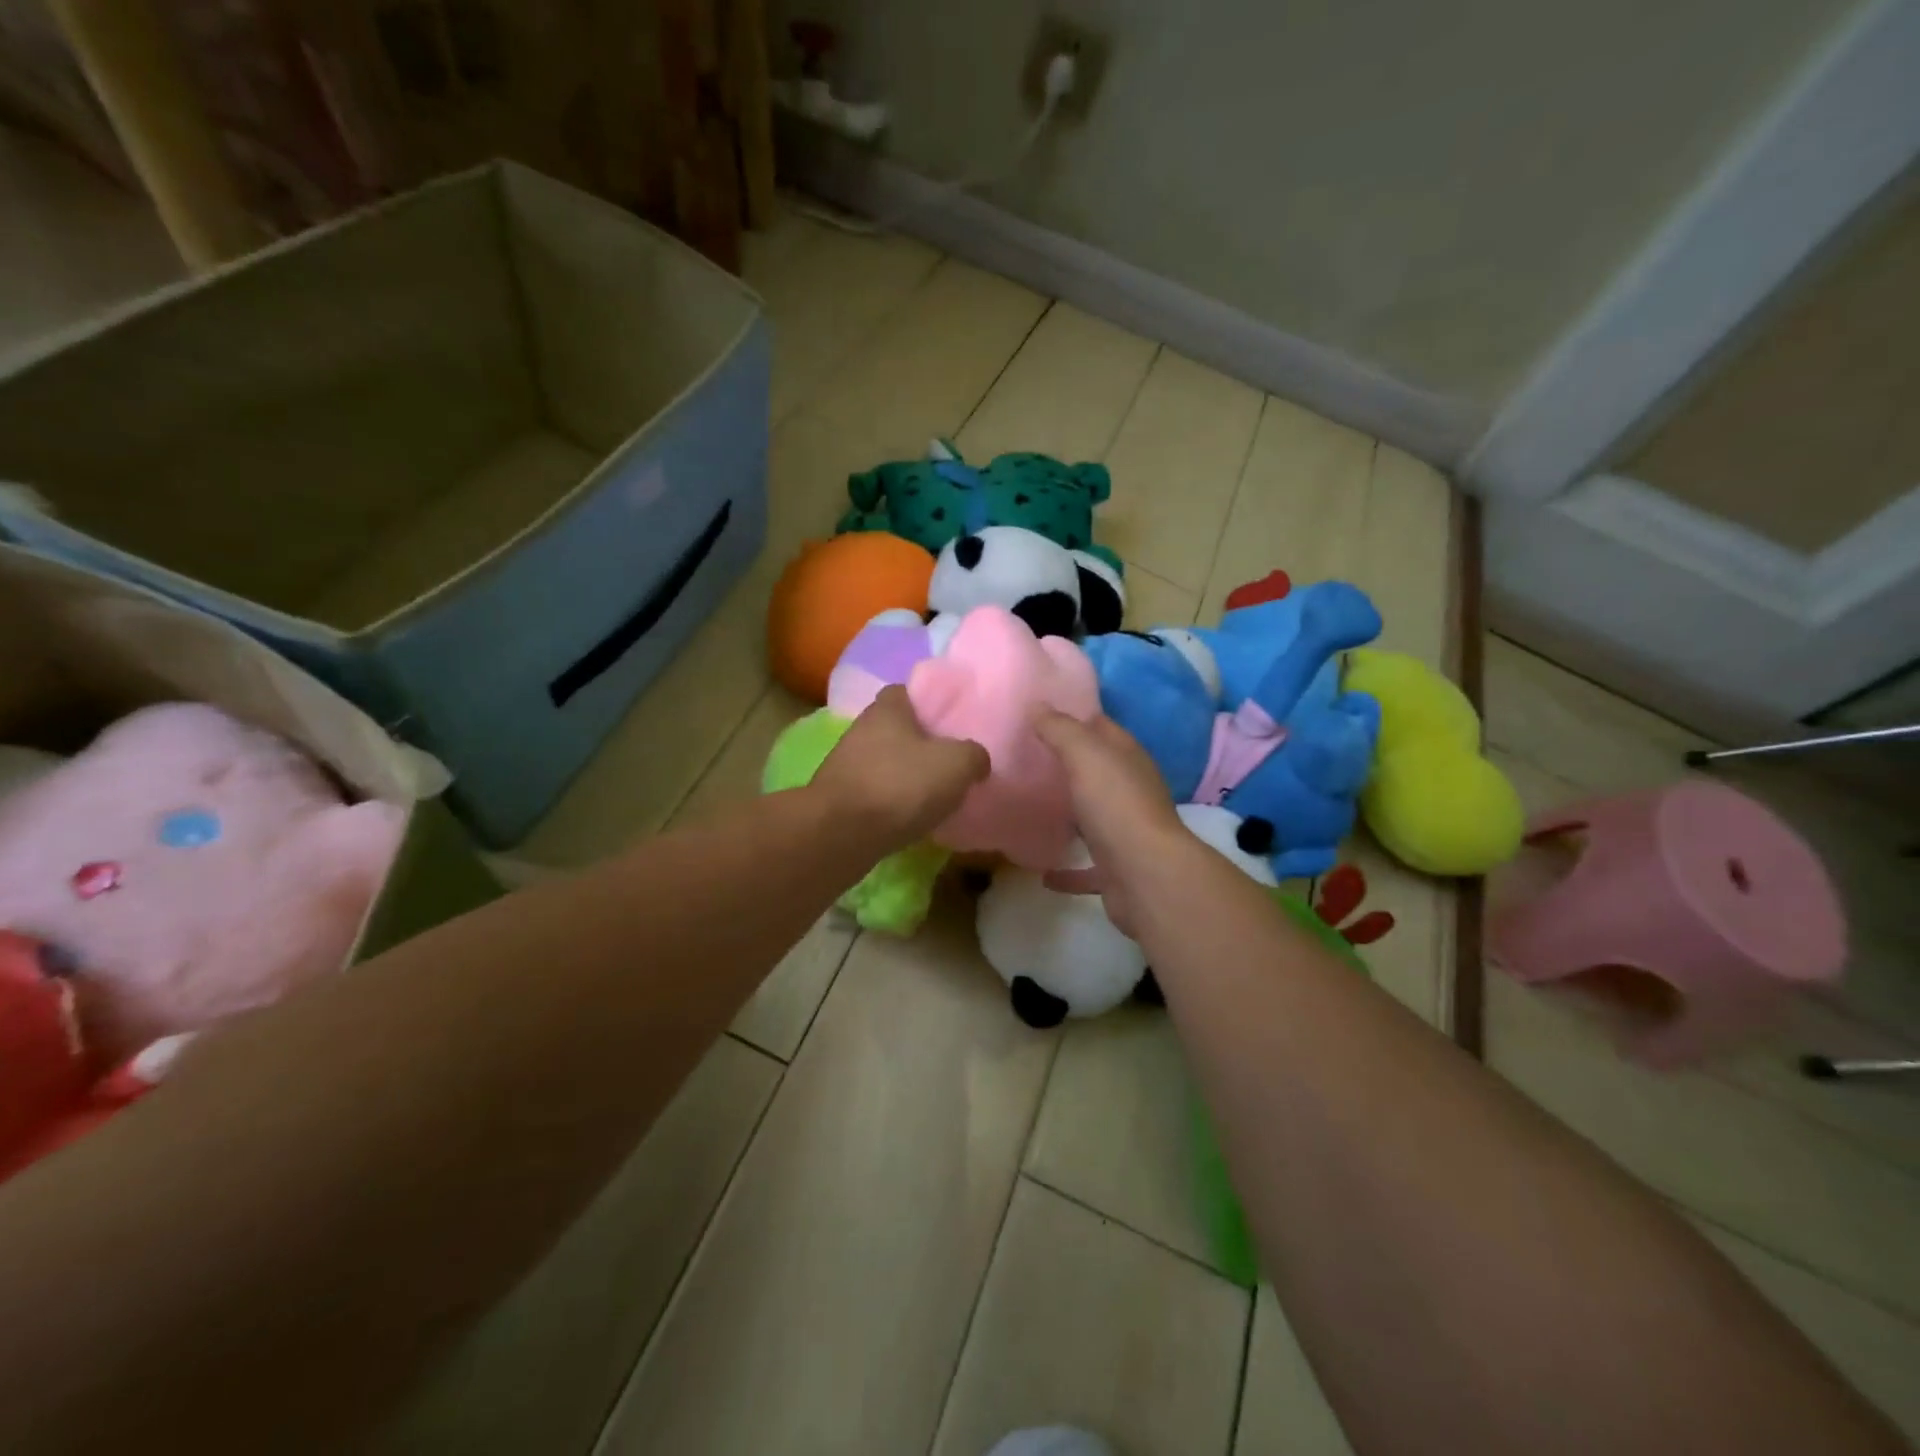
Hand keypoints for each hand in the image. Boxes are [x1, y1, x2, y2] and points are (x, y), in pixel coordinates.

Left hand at [812, 687, 988, 849]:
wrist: (842, 834)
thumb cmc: (901, 785)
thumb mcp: (957, 764)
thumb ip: (974, 755)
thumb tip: (977, 760)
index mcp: (887, 709)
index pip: (905, 692)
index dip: (927, 704)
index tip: (949, 723)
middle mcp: (860, 729)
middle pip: (894, 729)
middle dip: (917, 743)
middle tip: (947, 762)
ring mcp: (844, 764)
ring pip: (882, 762)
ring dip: (902, 775)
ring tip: (932, 794)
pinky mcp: (837, 798)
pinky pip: (872, 793)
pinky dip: (889, 802)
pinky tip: (908, 818)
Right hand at [1032, 709, 1190, 937]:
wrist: (1146, 876)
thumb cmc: (1116, 805)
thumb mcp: (1085, 755)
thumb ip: (1060, 729)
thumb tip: (1037, 705)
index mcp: (1127, 759)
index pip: (1101, 727)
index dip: (1073, 716)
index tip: (1037, 714)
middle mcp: (1130, 792)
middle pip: (1096, 772)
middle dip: (1066, 765)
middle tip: (1023, 759)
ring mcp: (1125, 833)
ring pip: (1093, 818)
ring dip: (1069, 815)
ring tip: (1031, 809)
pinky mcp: (1116, 871)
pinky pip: (1087, 869)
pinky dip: (1067, 871)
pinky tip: (1043, 872)